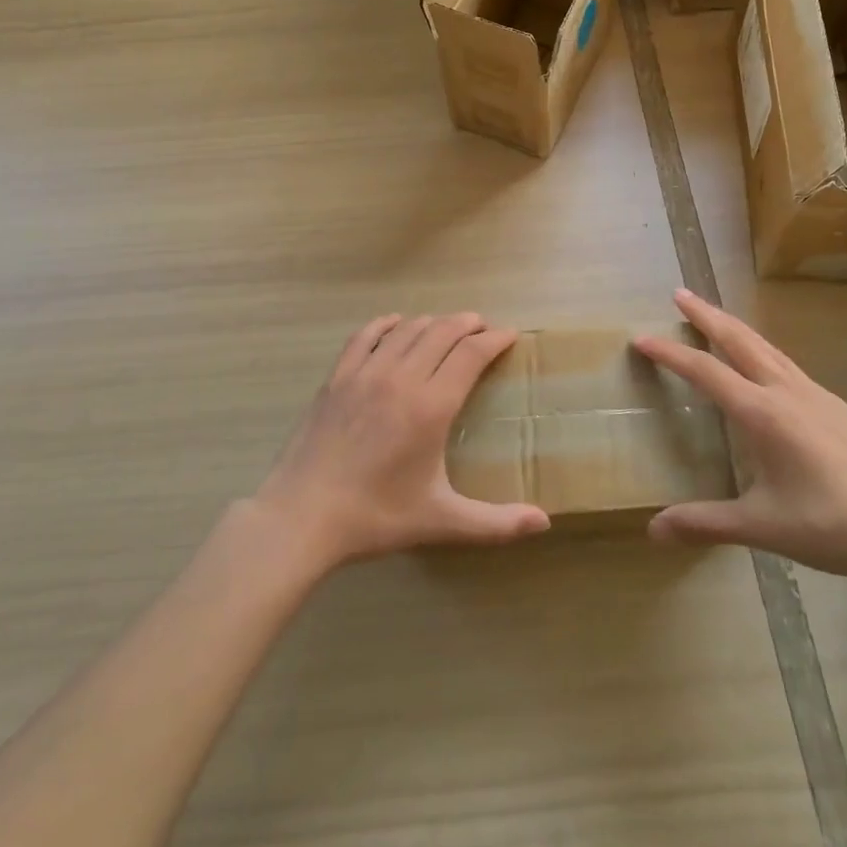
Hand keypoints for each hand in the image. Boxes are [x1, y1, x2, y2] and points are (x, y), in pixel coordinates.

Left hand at [247, 313, 549, 571]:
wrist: (302, 517)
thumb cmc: (376, 516)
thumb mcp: (441, 521)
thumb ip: (496, 523)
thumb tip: (544, 524)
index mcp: (431, 406)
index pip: (471, 354)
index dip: (495, 339)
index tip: (510, 335)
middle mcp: (402, 377)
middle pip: (443, 331)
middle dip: (469, 324)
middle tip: (484, 329)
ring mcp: (366, 373)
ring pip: (408, 329)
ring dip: (434, 322)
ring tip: (448, 329)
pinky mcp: (337, 377)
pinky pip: (366, 335)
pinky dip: (386, 324)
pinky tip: (395, 324)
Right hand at [632, 289, 846, 589]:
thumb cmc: (832, 526)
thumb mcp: (763, 526)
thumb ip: (706, 522)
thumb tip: (653, 529)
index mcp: (762, 413)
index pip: (705, 372)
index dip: (670, 353)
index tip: (641, 338)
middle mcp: (787, 391)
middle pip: (739, 339)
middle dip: (706, 315)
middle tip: (680, 294)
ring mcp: (817, 394)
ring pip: (767, 347)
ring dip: (736, 328)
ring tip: (716, 318)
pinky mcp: (839, 405)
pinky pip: (790, 365)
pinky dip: (763, 351)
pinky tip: (766, 369)